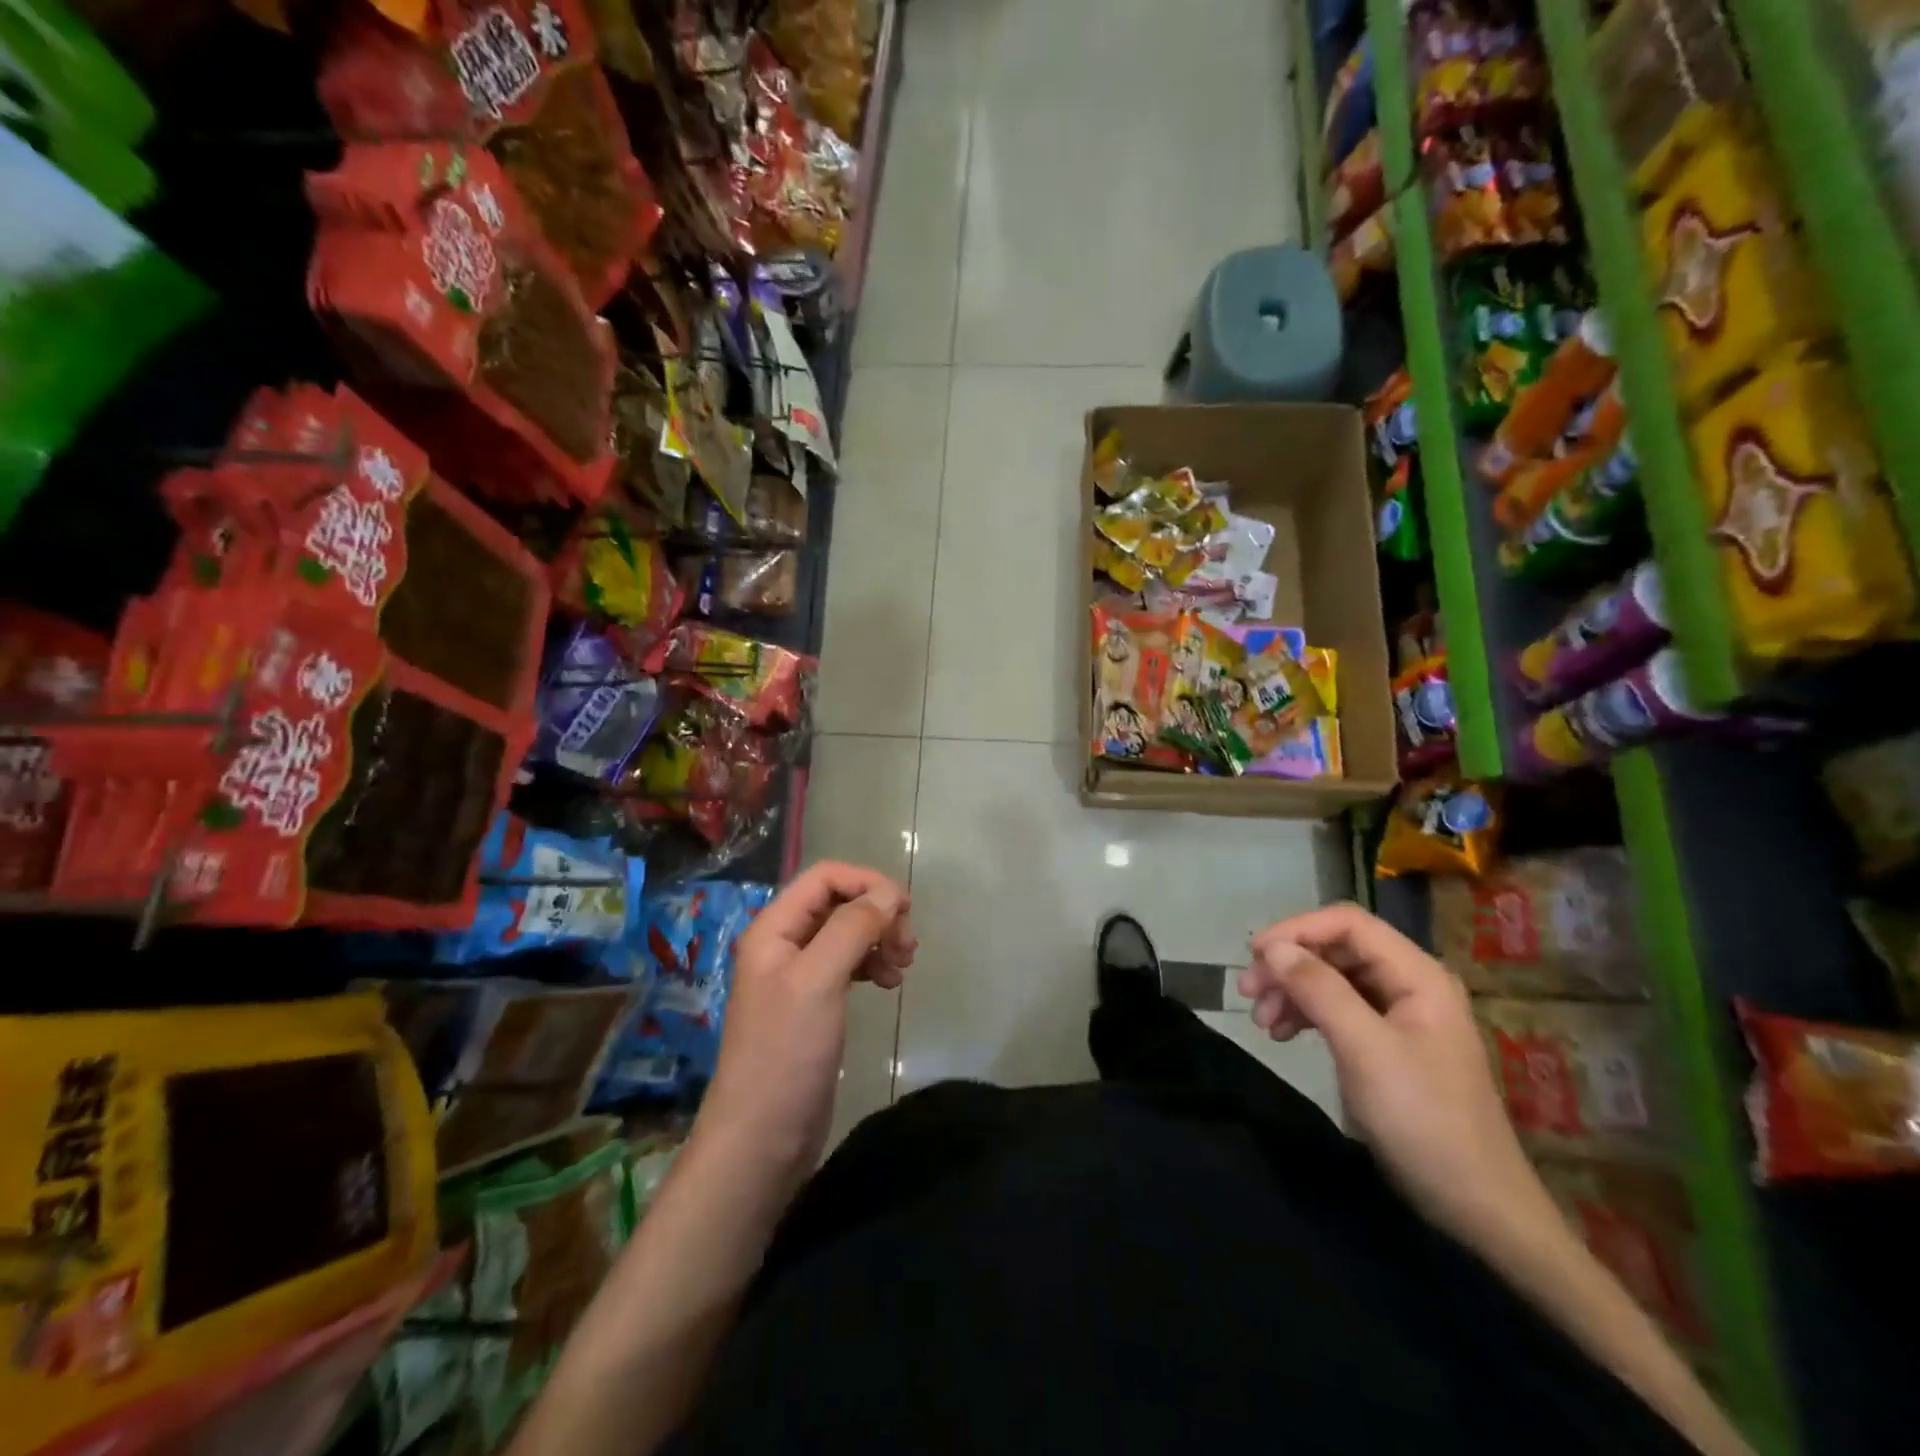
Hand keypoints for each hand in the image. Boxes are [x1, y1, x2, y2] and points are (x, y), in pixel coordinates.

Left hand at [697, 862, 915, 1178]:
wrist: (763, 1137)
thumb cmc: (786, 1052)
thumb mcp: (819, 980)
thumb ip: (852, 928)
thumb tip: (889, 894)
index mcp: (774, 928)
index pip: (825, 877)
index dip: (867, 882)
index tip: (904, 909)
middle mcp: (784, 944)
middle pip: (839, 903)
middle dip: (877, 914)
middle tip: (908, 945)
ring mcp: (799, 976)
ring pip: (848, 934)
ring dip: (879, 939)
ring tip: (903, 966)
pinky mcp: (815, 1005)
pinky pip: (849, 965)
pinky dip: (873, 964)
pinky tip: (889, 983)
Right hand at [1239, 903, 1553, 1246]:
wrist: (1476, 1208)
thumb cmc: (1423, 1120)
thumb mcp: (1365, 1049)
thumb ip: (1319, 990)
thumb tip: (1273, 948)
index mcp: (1417, 975)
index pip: (1347, 923)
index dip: (1297, 930)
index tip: (1255, 956)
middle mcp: (1409, 984)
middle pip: (1336, 950)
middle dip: (1289, 965)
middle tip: (1247, 992)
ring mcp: (1400, 1015)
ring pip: (1331, 979)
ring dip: (1292, 992)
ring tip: (1261, 1022)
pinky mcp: (1388, 1044)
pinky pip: (1338, 1010)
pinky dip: (1306, 1016)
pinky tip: (1282, 1035)